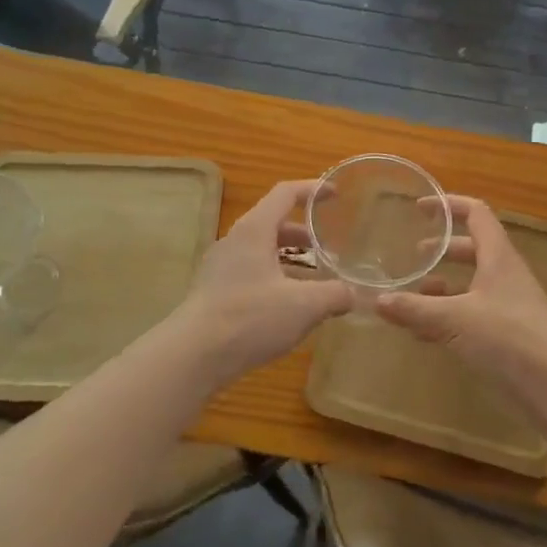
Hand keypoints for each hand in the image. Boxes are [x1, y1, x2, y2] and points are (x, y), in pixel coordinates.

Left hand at [170, 180, 352, 383]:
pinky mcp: (214, 292)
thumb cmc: (250, 318)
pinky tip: (290, 306)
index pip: (285, 193)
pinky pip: (251, 272)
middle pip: (274, 223)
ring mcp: (221, 267)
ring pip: (262, 251)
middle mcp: (235, 241)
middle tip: (330, 247)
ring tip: (316, 279)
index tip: (336, 195)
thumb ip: (335, 295)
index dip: (313, 190)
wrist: (191, 357)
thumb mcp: (304, 306)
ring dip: (290, 258)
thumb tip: (354, 294)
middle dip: (305, 232)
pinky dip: (275, 278)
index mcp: (255, 230)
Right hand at [376, 197, 546, 391]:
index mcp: (498, 257)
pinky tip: (425, 333)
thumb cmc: (508, 338)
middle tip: (413, 256)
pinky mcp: (508, 335)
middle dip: (443, 249)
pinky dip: (449, 316)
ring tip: (414, 295)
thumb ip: (415, 309)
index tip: (420, 208)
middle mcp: (505, 275)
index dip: (449, 205)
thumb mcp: (454, 320)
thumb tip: (376, 299)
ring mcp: (509, 306)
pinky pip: (473, 315)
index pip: (476, 214)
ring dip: (444, 286)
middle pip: (473, 249)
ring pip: (472, 284)